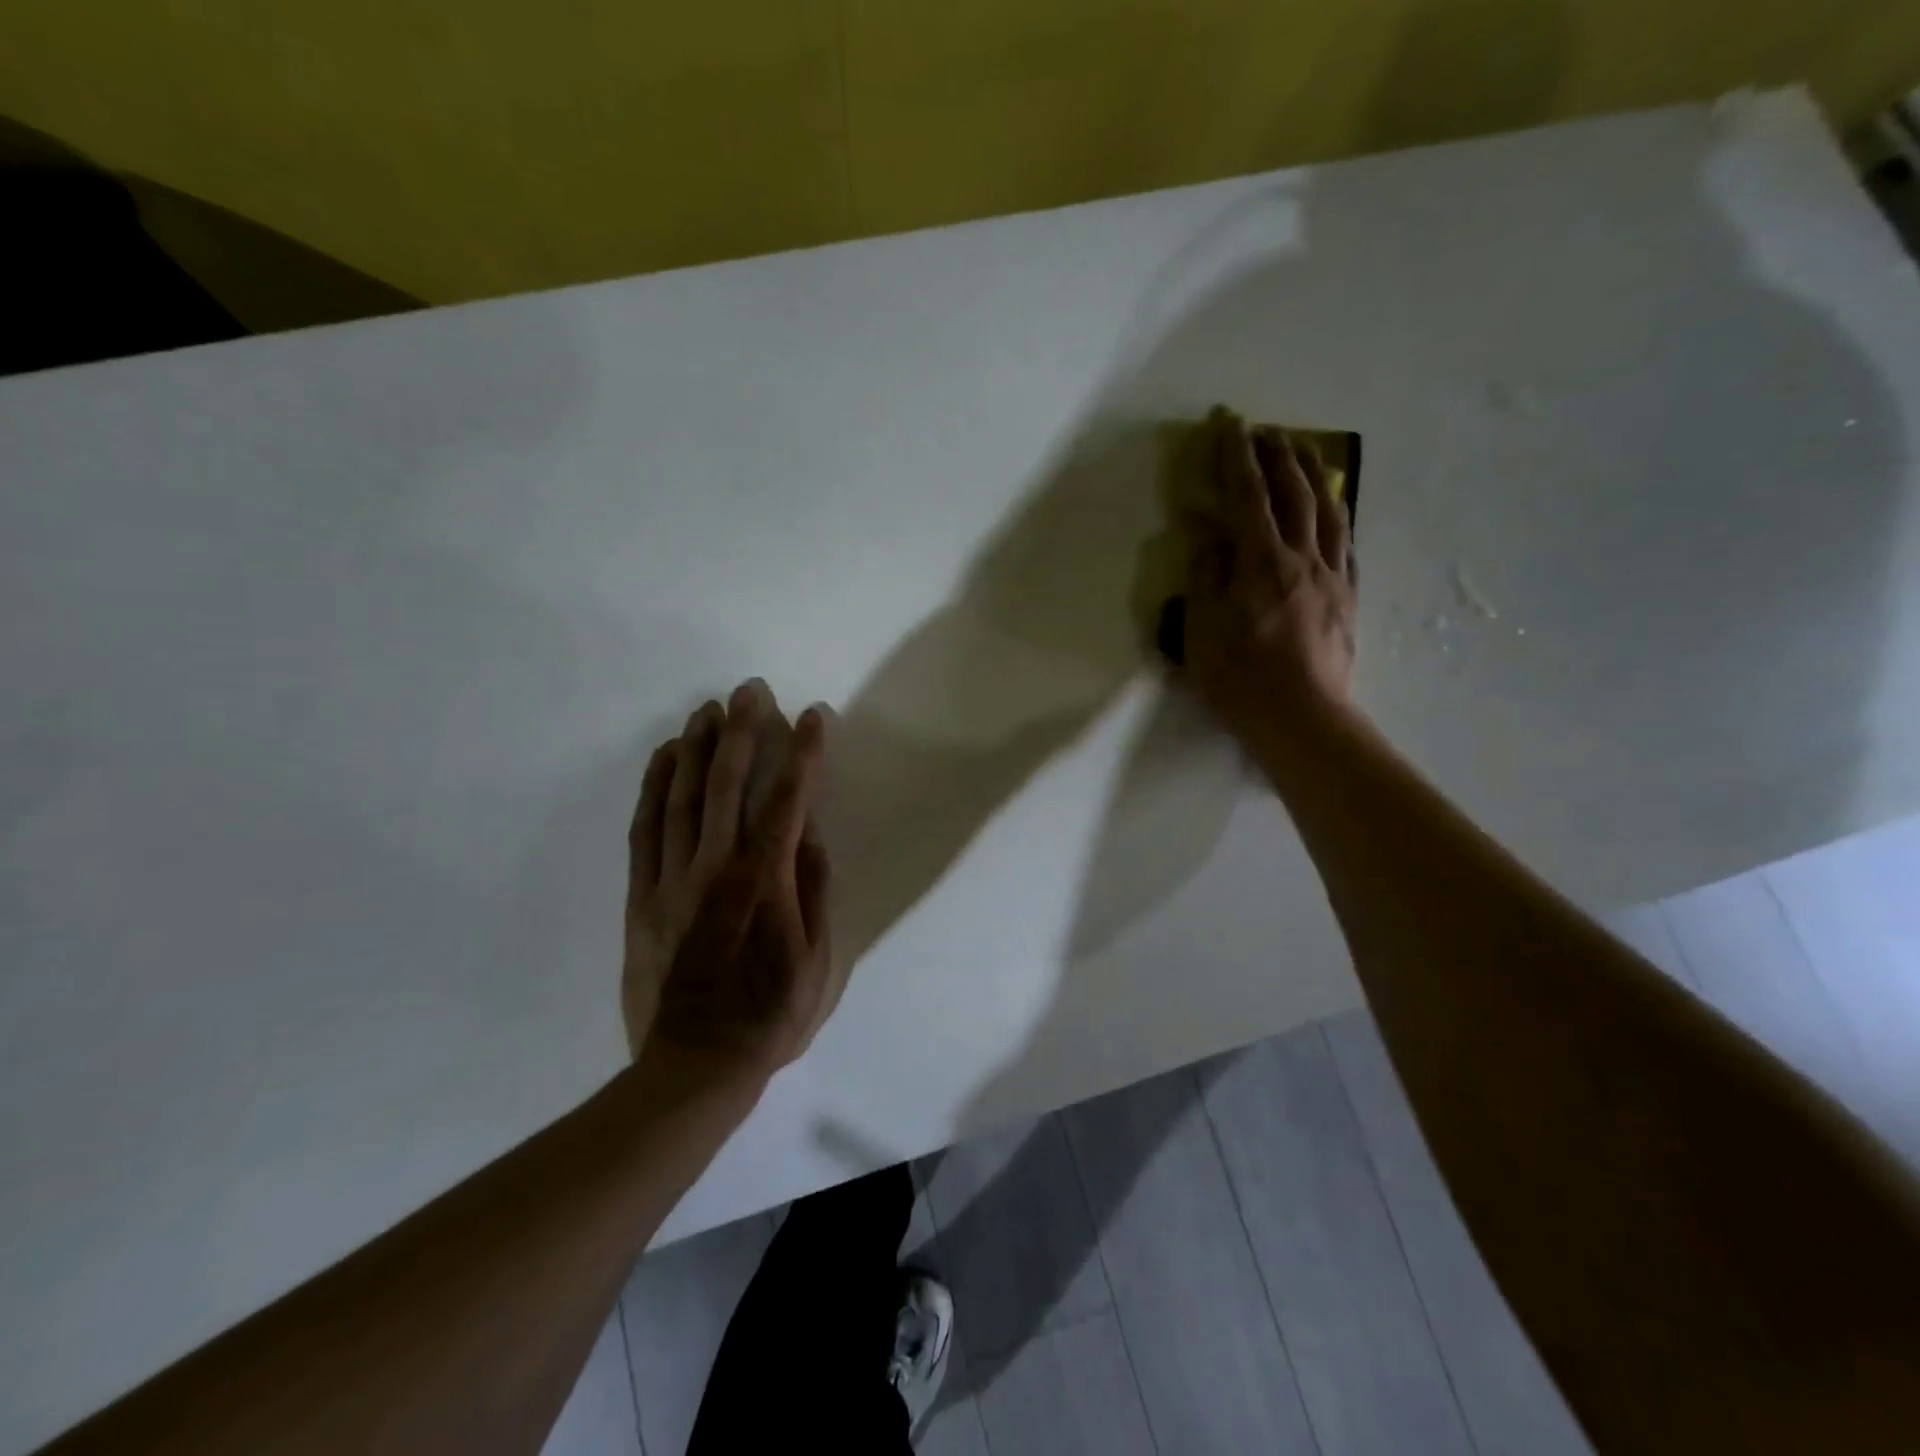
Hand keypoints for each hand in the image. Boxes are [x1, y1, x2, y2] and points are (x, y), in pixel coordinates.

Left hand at [623, 681, 788, 1053]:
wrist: (694, 1065)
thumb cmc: (769, 1015)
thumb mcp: (818, 960)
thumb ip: (814, 890)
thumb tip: (810, 832)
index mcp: (764, 882)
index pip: (788, 801)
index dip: (802, 753)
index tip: (812, 716)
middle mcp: (715, 868)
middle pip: (726, 784)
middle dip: (741, 730)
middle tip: (749, 690)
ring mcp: (671, 880)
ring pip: (681, 797)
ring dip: (695, 747)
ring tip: (705, 709)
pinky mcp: (642, 896)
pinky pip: (645, 829)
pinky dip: (654, 787)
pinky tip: (663, 758)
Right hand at [1180, 406, 1356, 749]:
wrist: (1302, 717)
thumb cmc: (1240, 678)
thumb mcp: (1202, 629)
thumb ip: (1206, 577)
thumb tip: (1210, 539)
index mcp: (1262, 562)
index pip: (1248, 495)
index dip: (1237, 456)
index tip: (1229, 422)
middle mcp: (1303, 558)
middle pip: (1295, 492)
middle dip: (1278, 455)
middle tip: (1265, 430)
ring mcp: (1332, 577)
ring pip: (1328, 510)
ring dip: (1313, 475)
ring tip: (1302, 453)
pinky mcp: (1348, 598)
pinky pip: (1346, 542)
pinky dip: (1336, 515)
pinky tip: (1333, 510)